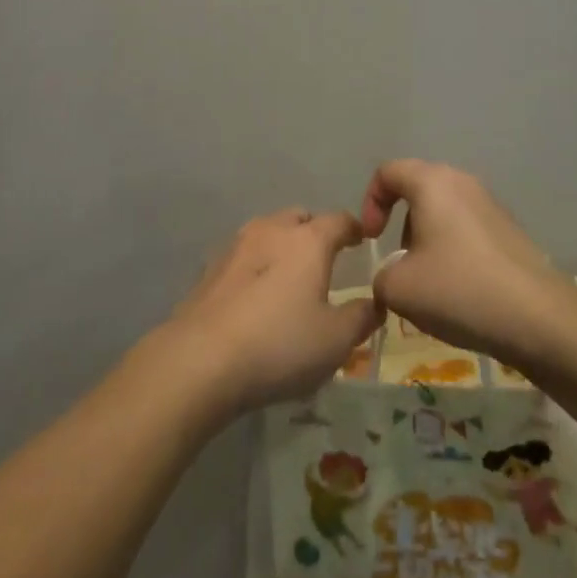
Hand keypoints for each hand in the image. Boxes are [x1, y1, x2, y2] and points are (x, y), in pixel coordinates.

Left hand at [161, 209, 382, 417]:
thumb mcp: (335, 341)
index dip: (354, 228)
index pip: (339, 220)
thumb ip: (361, 318)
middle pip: (300, 218)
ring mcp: (237, 245)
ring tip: (288, 276)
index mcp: (308, 240)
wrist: (201, 359)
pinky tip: (255, 295)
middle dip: (315, 232)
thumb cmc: (279, 344)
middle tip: (324, 258)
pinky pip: (243, 255)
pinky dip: (256, 265)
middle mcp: (272, 230)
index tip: (362, 239)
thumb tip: (375, 303)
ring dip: (282, 245)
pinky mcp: (210, 267)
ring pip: (268, 231)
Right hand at [359, 161, 573, 369]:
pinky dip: (454, 252)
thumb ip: (381, 276)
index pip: (388, 172)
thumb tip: (393, 276)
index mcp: (432, 182)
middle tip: (400, 264)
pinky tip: (461, 292)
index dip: (370, 202)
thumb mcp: (399, 289)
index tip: (371, 240)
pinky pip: (468, 230)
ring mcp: (491, 205)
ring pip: (444, 212)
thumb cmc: (459, 290)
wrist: (539, 318)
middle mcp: (462, 182)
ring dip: (428, 241)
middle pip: (418, 190)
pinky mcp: (510, 230)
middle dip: (401, 225)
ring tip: (431, 284)